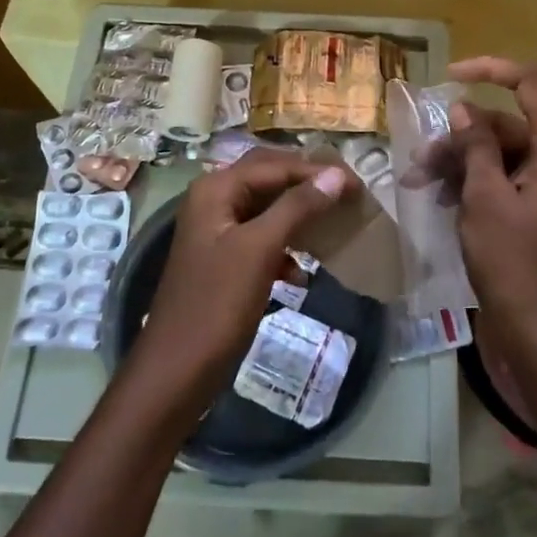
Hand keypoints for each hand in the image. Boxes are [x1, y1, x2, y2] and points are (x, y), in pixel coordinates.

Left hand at [132, 152, 353, 404]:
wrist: (176, 371)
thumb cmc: (217, 304)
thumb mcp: (260, 249)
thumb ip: (297, 207)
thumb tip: (336, 175)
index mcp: (216, 189)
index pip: (276, 165)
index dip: (317, 171)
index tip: (359, 185)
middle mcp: (214, 201)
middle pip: (270, 179)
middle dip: (308, 186)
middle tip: (349, 195)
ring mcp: (218, 232)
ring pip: (268, 209)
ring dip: (299, 216)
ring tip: (334, 225)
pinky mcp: (225, 261)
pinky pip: (262, 240)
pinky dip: (285, 248)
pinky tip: (301, 272)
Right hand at [443, 58, 536, 361]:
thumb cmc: (514, 262)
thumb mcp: (485, 198)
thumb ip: (475, 145)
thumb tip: (463, 108)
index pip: (531, 81)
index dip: (490, 69)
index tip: (449, 77)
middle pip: (507, 121)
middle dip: (460, 135)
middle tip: (420, 161)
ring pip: (500, 149)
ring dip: (460, 160)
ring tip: (420, 182)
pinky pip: (505, 175)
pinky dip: (474, 180)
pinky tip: (441, 198)